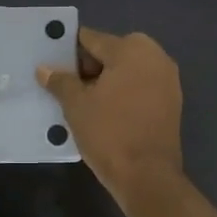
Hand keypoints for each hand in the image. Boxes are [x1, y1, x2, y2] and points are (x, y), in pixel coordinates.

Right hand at [38, 28, 183, 199]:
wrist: (147, 176)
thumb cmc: (109, 132)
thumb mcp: (76, 105)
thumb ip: (61, 81)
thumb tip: (44, 69)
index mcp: (132, 49)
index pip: (92, 39)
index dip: (69, 51)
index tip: (52, 63)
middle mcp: (155, 56)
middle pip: (112, 52)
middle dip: (89, 66)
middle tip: (66, 87)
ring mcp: (168, 80)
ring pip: (127, 71)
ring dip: (106, 81)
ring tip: (83, 101)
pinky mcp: (172, 102)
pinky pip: (140, 87)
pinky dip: (123, 93)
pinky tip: (105, 112)